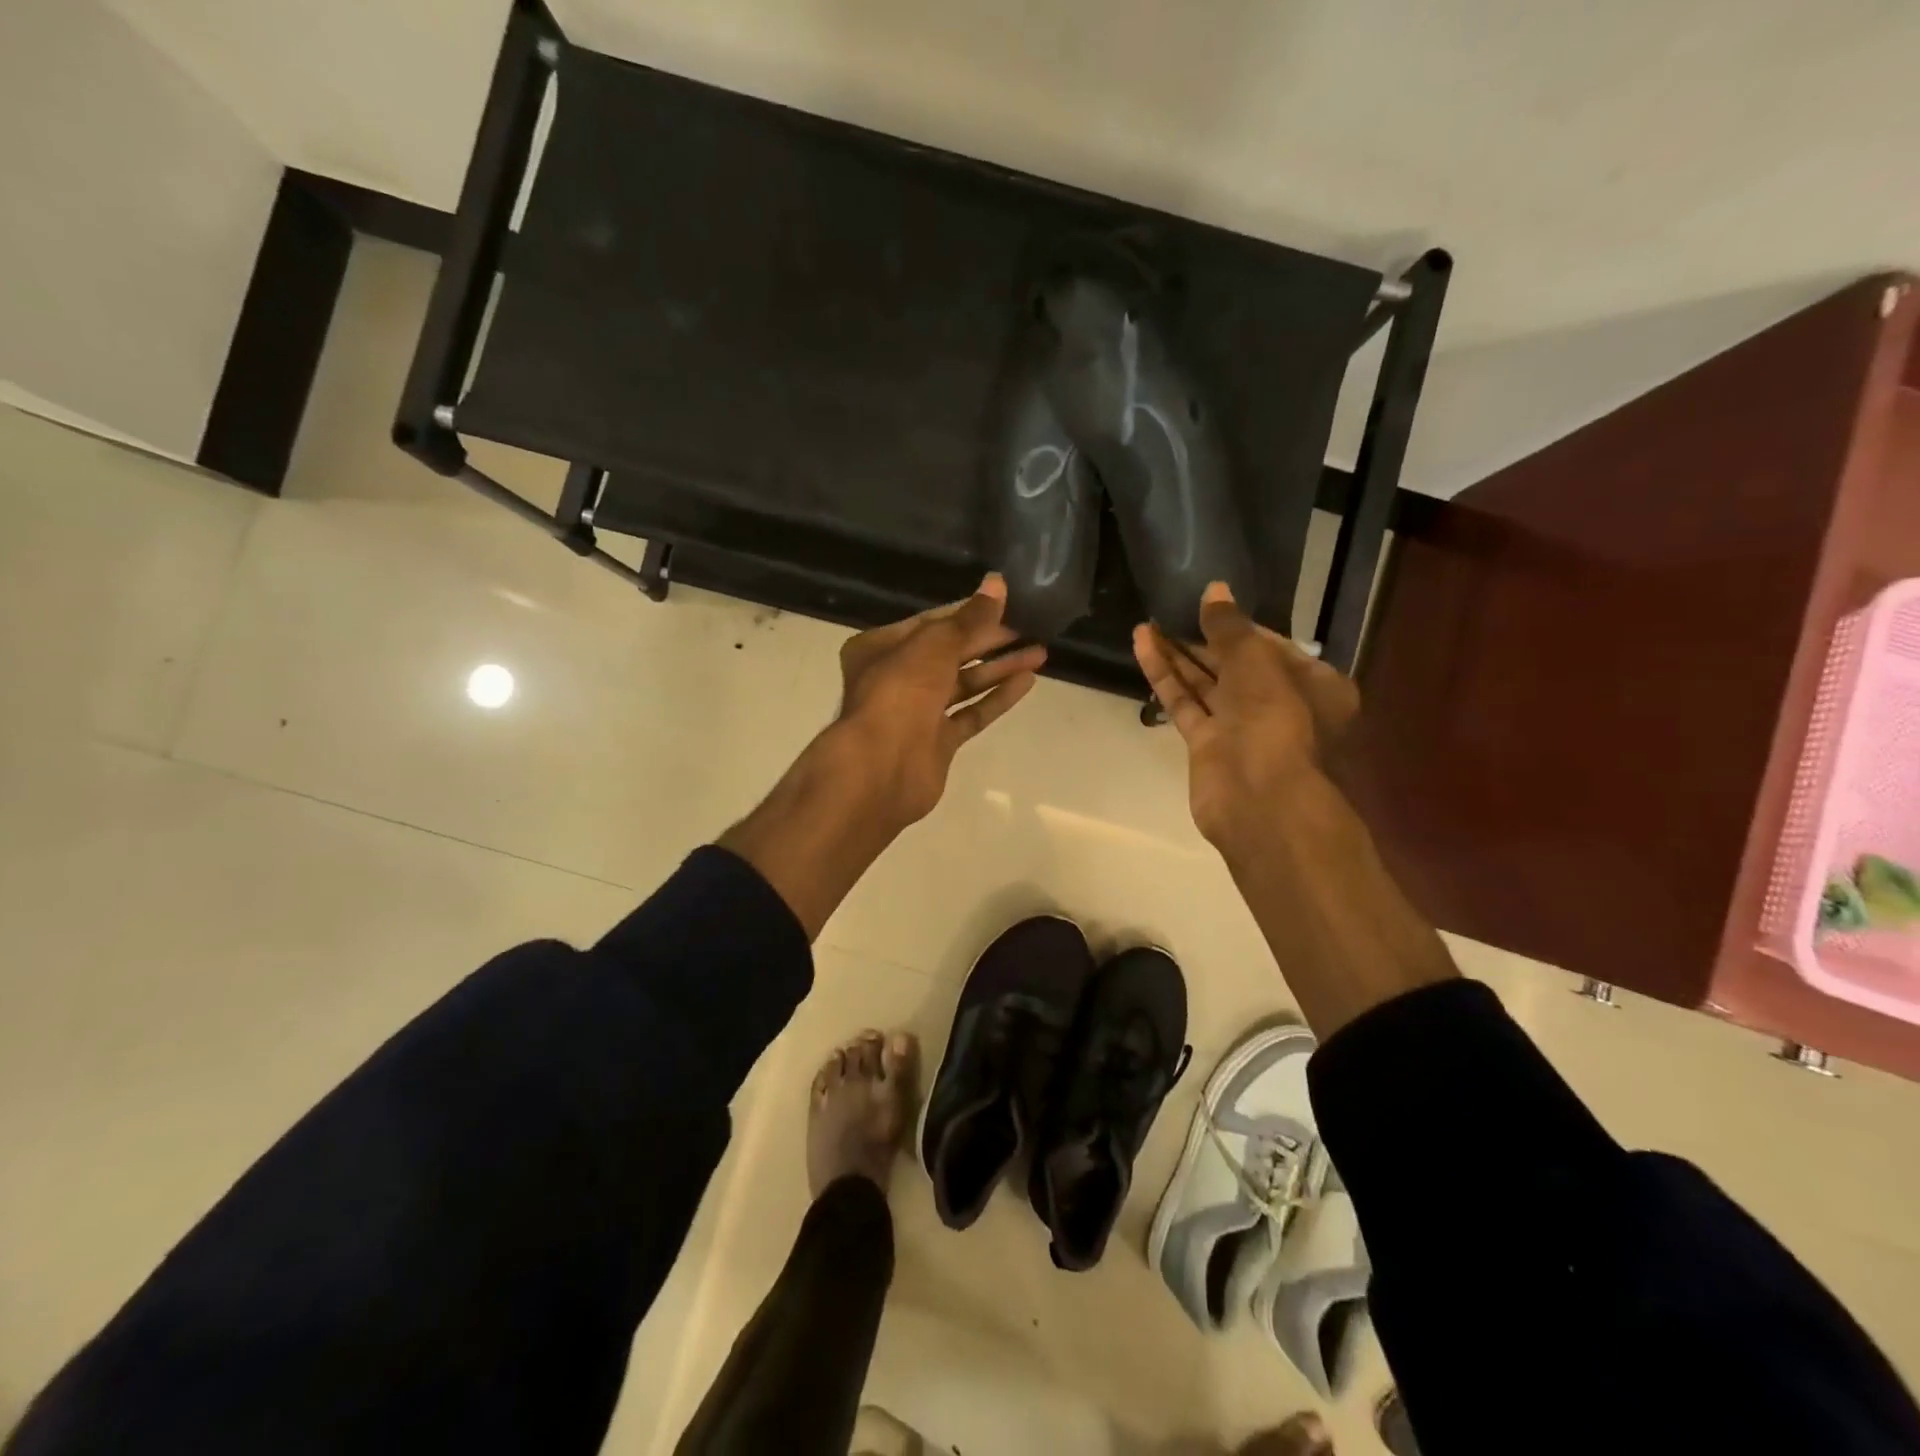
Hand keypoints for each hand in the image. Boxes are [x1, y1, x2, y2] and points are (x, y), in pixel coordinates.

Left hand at [831, 574, 1046, 831]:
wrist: (882, 767)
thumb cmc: (900, 691)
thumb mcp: (936, 643)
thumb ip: (970, 617)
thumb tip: (997, 583)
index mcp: (879, 647)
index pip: (931, 622)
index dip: (969, 612)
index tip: (1006, 604)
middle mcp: (895, 677)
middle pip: (949, 652)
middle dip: (989, 640)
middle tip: (1029, 627)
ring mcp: (917, 713)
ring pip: (963, 683)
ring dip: (999, 668)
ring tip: (1040, 652)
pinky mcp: (937, 742)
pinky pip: (970, 713)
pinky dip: (996, 698)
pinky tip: (1026, 682)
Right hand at [1133, 582, 1357, 863]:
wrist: (1262, 803)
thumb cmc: (1276, 721)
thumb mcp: (1256, 662)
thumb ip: (1230, 627)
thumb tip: (1214, 589)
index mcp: (1313, 684)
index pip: (1272, 645)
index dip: (1238, 625)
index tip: (1207, 605)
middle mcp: (1280, 705)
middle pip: (1236, 665)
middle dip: (1202, 639)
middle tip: (1170, 611)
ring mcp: (1242, 728)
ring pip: (1206, 684)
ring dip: (1177, 655)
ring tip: (1145, 624)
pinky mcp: (1208, 747)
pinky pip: (1186, 703)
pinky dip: (1166, 677)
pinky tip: (1143, 646)